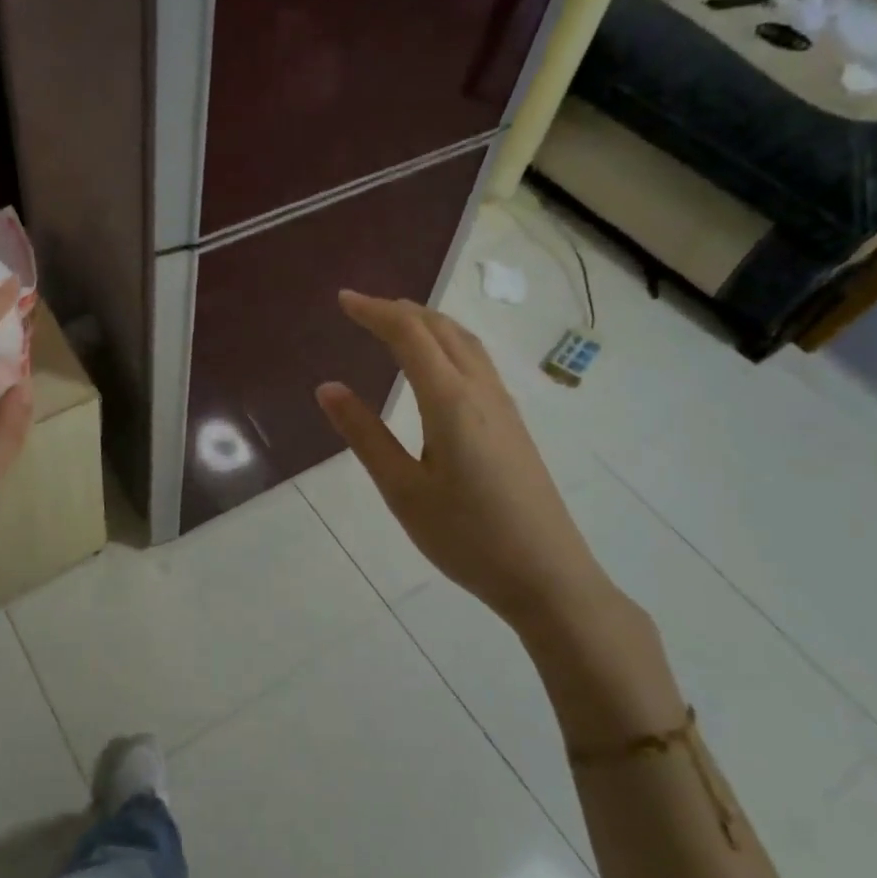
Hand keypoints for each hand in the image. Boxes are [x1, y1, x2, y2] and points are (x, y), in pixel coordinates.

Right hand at [314, 291, 616, 637]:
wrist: (549, 577)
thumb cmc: (467, 537)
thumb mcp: (403, 489)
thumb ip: (365, 434)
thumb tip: (328, 388)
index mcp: (450, 400)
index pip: (409, 335)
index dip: (374, 311)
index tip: (342, 300)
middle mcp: (480, 390)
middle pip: (440, 328)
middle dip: (398, 309)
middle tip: (361, 308)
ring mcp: (502, 404)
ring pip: (464, 340)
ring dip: (427, 321)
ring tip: (395, 322)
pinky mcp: (512, 422)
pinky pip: (476, 359)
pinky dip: (447, 341)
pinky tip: (436, 363)